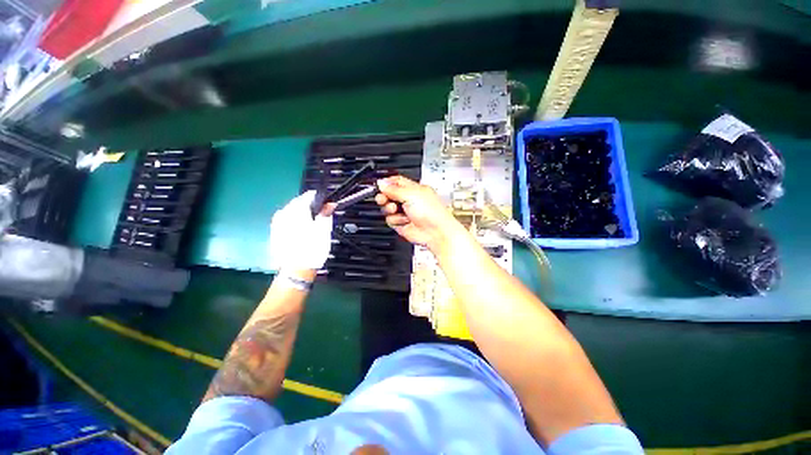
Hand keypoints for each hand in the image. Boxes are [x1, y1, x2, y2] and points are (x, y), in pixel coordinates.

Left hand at [268, 191, 332, 272]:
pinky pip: (285, 220)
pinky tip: (300, 231)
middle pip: (298, 202)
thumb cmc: (313, 249)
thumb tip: (330, 203)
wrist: (296, 270)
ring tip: (311, 224)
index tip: (327, 204)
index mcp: (297, 210)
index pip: (308, 196)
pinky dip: (294, 221)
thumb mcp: (324, 230)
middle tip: (320, 215)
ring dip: (301, 213)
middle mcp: (284, 212)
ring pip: (291, 211)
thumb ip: (326, 213)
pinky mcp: (274, 232)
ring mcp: (276, 222)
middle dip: (309, 206)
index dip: (319, 199)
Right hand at [375, 176, 459, 251]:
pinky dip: (395, 220)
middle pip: (389, 195)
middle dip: (384, 197)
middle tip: (383, 198)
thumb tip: (381, 183)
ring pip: (387, 208)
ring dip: (390, 210)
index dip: (387, 183)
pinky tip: (404, 220)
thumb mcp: (411, 194)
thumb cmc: (431, 212)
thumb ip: (394, 189)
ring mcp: (405, 212)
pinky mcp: (402, 223)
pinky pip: (390, 220)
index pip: (397, 182)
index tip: (380, 185)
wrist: (435, 232)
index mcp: (414, 189)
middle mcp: (409, 200)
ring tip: (398, 210)